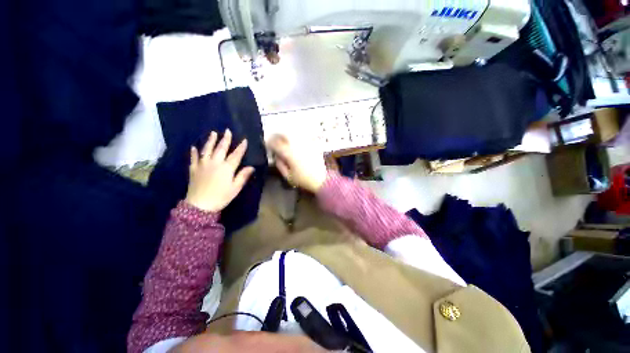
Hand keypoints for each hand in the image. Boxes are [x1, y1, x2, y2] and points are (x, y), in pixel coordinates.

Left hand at [185, 129, 254, 211]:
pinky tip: (194, 147)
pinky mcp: (194, 169)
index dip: (241, 147)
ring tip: (213, 133)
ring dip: (210, 141)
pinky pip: (193, 158)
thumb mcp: (235, 188)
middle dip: (225, 139)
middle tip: (227, 131)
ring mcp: (203, 165)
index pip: (236, 155)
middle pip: (221, 149)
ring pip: (207, 150)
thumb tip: (251, 167)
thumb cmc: (221, 196)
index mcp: (227, 168)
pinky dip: (194, 152)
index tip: (244, 140)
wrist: (200, 205)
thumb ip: (243, 176)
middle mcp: (215, 163)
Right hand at [268, 134, 326, 192]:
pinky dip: (299, 135)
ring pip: (294, 133)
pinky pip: (305, 136)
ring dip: (286, 134)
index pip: (276, 144)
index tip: (266, 143)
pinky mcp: (313, 144)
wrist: (322, 180)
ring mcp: (306, 144)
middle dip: (277, 135)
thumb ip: (280, 165)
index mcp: (289, 154)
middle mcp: (297, 146)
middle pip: (284, 134)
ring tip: (283, 137)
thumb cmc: (304, 180)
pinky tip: (296, 138)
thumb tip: (276, 156)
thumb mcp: (288, 176)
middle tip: (274, 138)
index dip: (269, 142)